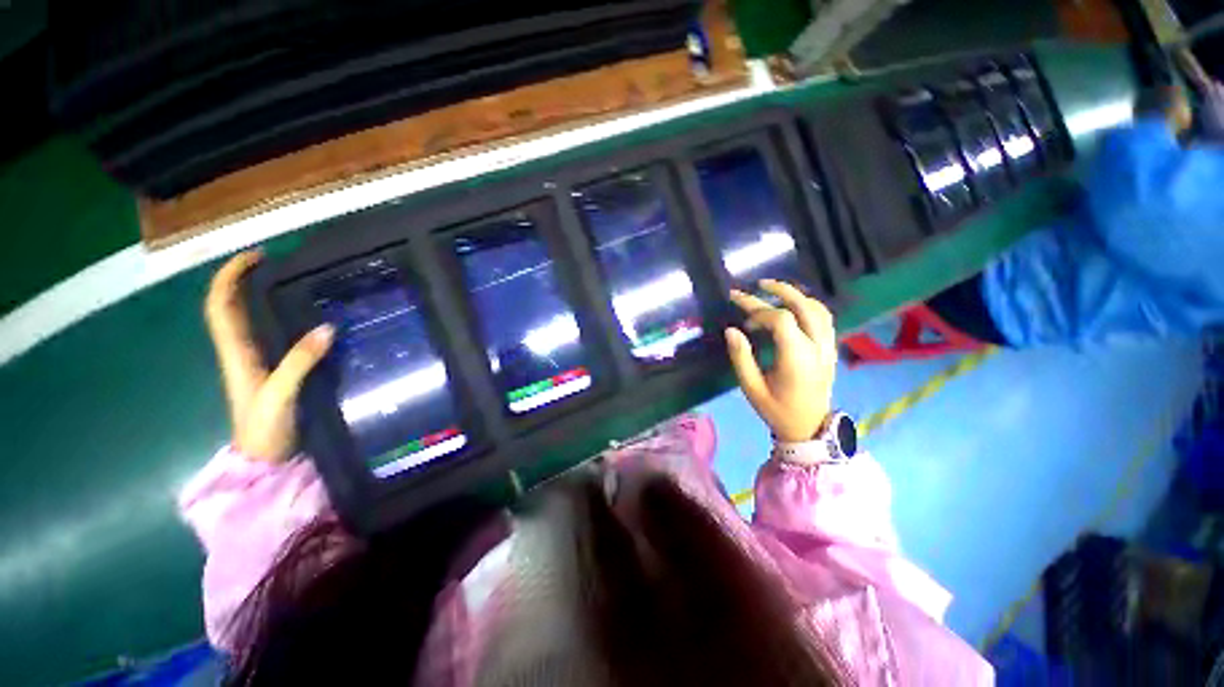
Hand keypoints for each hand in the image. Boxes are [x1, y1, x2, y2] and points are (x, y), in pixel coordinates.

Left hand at [205, 251, 333, 462]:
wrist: (265, 461)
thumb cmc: (265, 430)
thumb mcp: (280, 395)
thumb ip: (300, 362)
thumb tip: (328, 328)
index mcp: (236, 354)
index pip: (221, 307)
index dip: (229, 278)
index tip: (253, 257)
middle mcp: (240, 353)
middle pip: (229, 308)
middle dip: (241, 280)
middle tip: (273, 262)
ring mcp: (255, 363)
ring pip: (246, 320)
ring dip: (256, 296)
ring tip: (288, 282)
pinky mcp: (272, 372)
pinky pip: (268, 336)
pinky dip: (277, 319)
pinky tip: (302, 317)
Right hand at [725, 280, 836, 442]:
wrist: (809, 427)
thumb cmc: (776, 409)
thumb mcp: (751, 387)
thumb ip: (741, 357)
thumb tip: (731, 329)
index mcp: (797, 358)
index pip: (782, 319)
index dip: (759, 310)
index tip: (741, 315)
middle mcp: (817, 347)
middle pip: (804, 306)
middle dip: (780, 290)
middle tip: (757, 284)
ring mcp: (828, 347)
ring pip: (818, 309)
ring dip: (796, 295)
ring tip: (774, 291)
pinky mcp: (830, 349)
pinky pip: (824, 319)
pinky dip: (808, 306)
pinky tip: (793, 306)